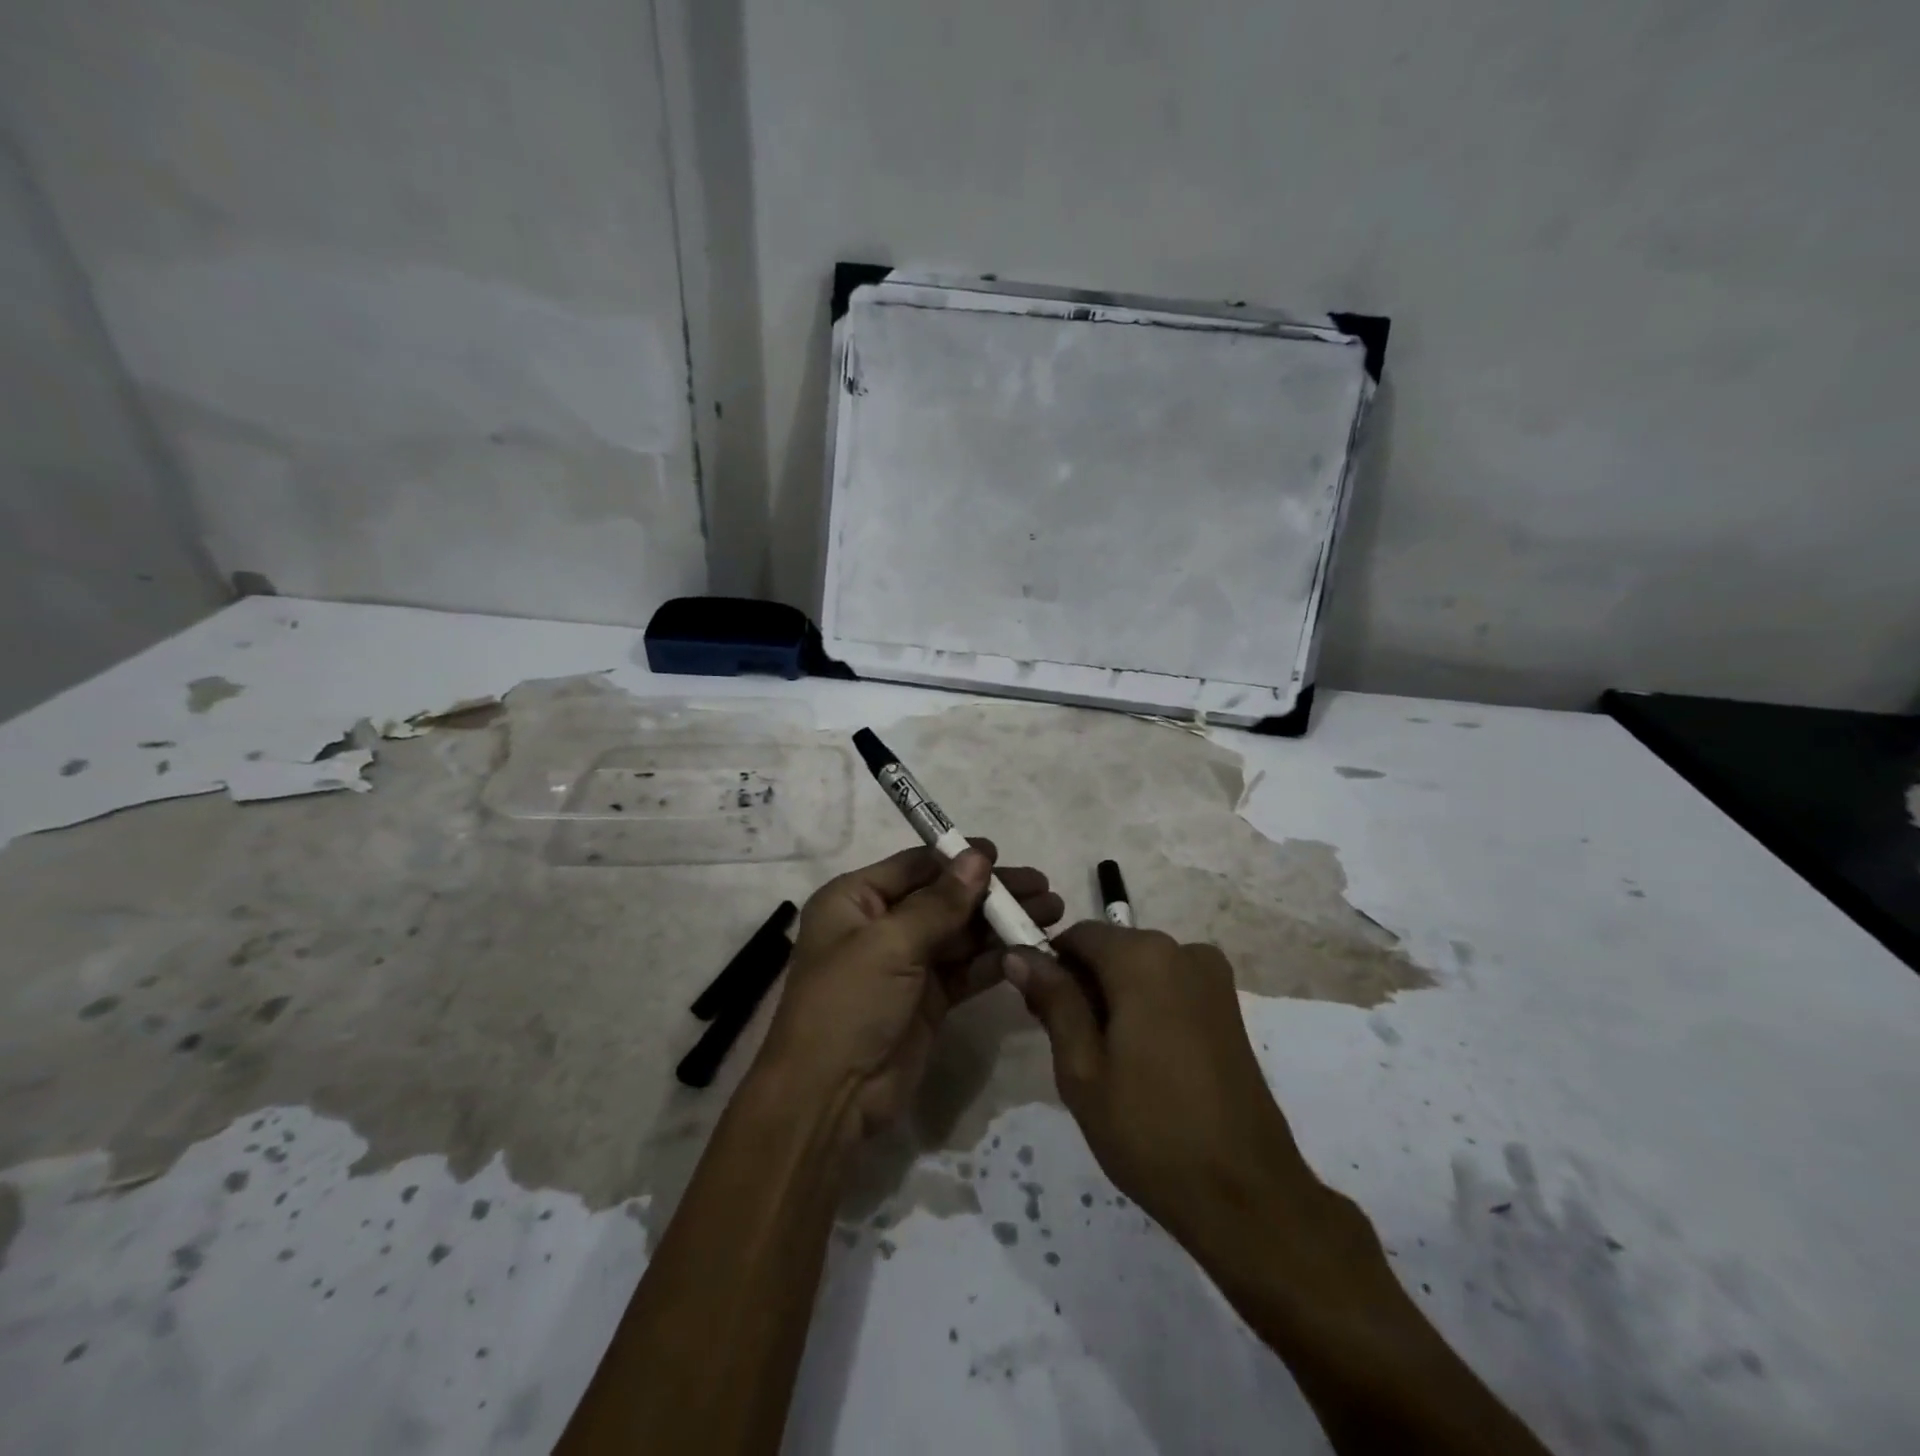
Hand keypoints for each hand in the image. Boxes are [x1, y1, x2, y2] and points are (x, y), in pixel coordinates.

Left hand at [756, 841, 1064, 1144]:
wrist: (830, 1098)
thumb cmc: (849, 1003)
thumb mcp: (890, 944)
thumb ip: (940, 902)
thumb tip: (979, 857)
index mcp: (855, 900)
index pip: (915, 866)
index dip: (958, 858)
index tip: (1002, 855)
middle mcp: (880, 925)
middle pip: (944, 898)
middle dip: (991, 892)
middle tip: (1043, 886)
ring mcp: (906, 964)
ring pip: (961, 933)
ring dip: (1001, 923)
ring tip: (1051, 912)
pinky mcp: (928, 999)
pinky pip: (966, 969)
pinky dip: (995, 959)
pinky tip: (1030, 948)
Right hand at [1004, 923, 1335, 1254]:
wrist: (1246, 1196)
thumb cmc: (1150, 1131)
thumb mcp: (1082, 1068)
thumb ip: (1053, 1000)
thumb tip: (1018, 953)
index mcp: (1143, 957)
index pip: (1077, 936)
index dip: (1050, 968)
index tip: (1038, 1014)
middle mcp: (1183, 950)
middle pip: (1111, 949)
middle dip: (1083, 985)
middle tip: (1069, 1048)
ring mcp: (1212, 978)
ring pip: (1140, 969)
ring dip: (1114, 998)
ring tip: (1106, 1064)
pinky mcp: (1228, 1006)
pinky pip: (1169, 987)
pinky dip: (1146, 1007)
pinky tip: (1144, 1063)